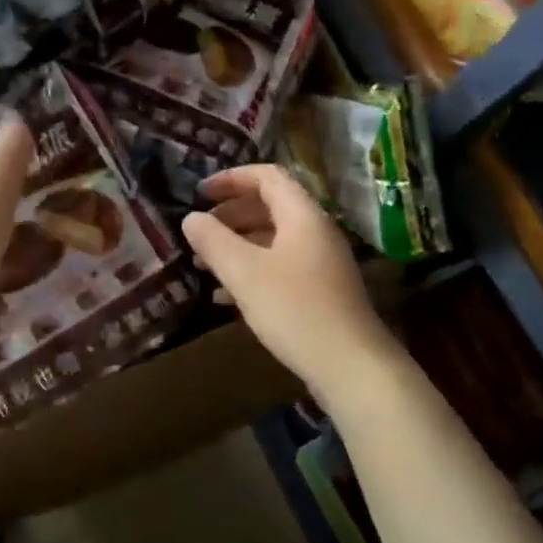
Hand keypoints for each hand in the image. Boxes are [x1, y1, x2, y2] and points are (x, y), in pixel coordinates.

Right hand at [182, 165, 401, 396]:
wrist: (351, 366)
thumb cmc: (295, 309)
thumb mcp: (244, 272)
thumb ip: (213, 240)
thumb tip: (191, 218)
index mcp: (302, 215)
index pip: (266, 176)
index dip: (230, 178)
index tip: (199, 193)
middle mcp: (315, 231)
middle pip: (269, 206)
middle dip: (230, 214)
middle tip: (198, 230)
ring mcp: (320, 263)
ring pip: (272, 239)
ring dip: (237, 245)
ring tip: (202, 262)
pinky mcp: (320, 291)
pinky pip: (280, 267)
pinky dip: (251, 271)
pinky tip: (224, 296)